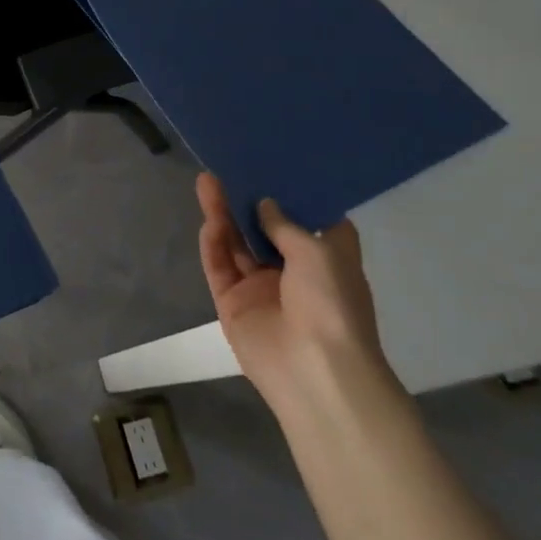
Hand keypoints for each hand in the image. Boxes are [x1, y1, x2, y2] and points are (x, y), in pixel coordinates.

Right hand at [195, 173, 396, 414]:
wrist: (315, 372)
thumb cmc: (332, 305)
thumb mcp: (319, 252)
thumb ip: (285, 224)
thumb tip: (265, 204)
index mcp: (326, 262)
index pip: (311, 224)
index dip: (294, 197)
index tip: (277, 167)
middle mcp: (293, 272)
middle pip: (264, 229)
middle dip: (247, 200)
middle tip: (228, 169)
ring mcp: (261, 288)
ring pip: (237, 244)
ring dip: (223, 215)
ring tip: (207, 181)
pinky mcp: (233, 303)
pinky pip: (220, 267)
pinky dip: (214, 244)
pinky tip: (209, 221)